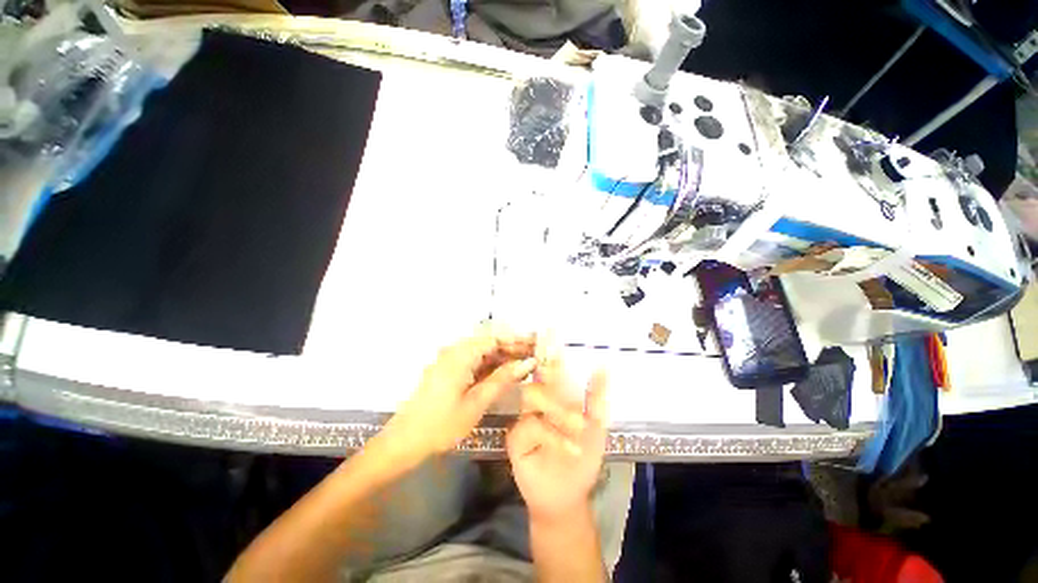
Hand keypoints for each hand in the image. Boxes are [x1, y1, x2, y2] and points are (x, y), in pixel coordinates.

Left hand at [383, 324, 536, 461]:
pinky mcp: (449, 371)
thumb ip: (503, 379)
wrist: (404, 442)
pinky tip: (505, 373)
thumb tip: (528, 362)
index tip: (536, 345)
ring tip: (525, 363)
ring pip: (483, 353)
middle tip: (535, 355)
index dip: (517, 340)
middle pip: (489, 343)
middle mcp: (455, 351)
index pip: (495, 338)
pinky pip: (474, 362)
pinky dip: (491, 366)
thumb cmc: (442, 424)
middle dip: (512, 348)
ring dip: (503, 357)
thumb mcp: (477, 402)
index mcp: (460, 355)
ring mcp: (450, 361)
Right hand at [507, 356, 607, 524]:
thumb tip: (603, 365)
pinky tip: (571, 448)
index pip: (551, 368)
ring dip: (558, 408)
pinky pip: (529, 426)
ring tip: (581, 426)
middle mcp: (537, 402)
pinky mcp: (515, 438)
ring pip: (532, 397)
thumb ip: (597, 397)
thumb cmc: (582, 458)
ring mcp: (524, 417)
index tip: (550, 329)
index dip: (550, 350)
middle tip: (551, 352)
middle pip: (539, 377)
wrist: (567, 496)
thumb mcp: (597, 427)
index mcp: (555, 397)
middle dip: (548, 364)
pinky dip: (552, 435)